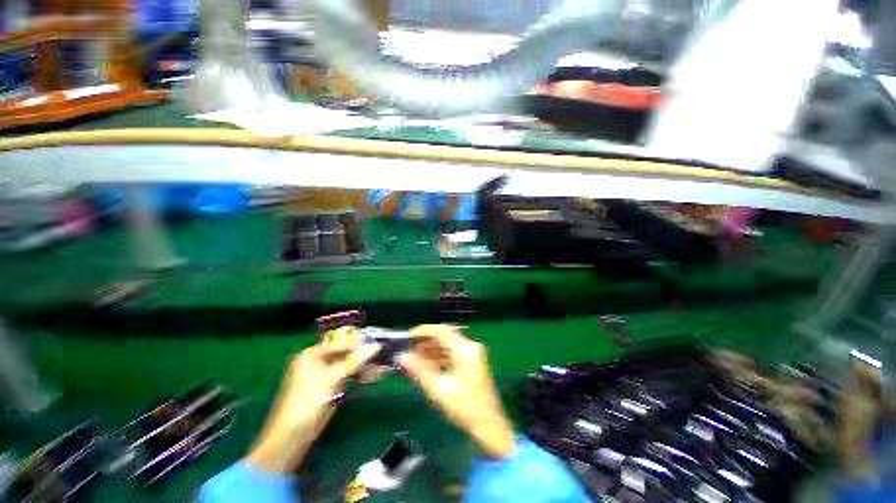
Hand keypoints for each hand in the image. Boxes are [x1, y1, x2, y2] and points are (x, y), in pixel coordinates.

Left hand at [247, 331, 380, 472]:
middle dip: (363, 355)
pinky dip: (359, 376)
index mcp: (311, 355)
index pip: (340, 343)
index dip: (359, 343)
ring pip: (348, 365)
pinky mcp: (330, 387)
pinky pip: (348, 376)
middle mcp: (317, 361)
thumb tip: (376, 346)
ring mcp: (324, 374)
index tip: (379, 342)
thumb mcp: (329, 381)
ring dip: (364, 366)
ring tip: (381, 367)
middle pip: (346, 353)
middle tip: (382, 355)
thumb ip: (353, 362)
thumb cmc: (305, 406)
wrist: (290, 440)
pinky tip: (372, 377)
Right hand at [398, 325, 515, 457]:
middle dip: (426, 341)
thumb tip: (401, 357)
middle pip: (445, 336)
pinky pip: (453, 353)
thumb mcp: (439, 389)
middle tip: (409, 348)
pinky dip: (440, 356)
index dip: (423, 331)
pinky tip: (427, 365)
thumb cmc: (465, 407)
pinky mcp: (473, 362)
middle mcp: (470, 346)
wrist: (490, 426)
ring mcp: (473, 354)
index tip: (407, 337)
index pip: (441, 331)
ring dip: (432, 349)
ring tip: (414, 357)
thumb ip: (419, 370)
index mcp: (465, 349)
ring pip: (449, 345)